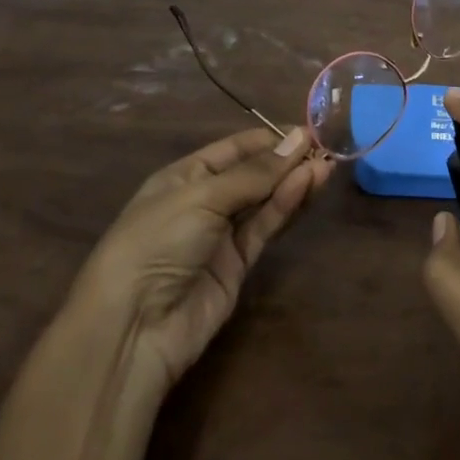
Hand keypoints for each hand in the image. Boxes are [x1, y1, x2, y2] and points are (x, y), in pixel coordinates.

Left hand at [0, 124, 329, 459]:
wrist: (132, 328)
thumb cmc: (157, 241)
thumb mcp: (204, 197)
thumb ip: (255, 173)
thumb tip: (299, 140)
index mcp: (184, 176)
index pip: (233, 149)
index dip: (269, 138)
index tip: (307, 131)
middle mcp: (204, 201)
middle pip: (253, 173)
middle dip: (286, 160)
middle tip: (325, 148)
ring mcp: (220, 235)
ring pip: (264, 200)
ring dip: (293, 182)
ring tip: (327, 165)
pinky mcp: (237, 266)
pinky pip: (264, 228)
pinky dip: (285, 207)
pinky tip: (306, 187)